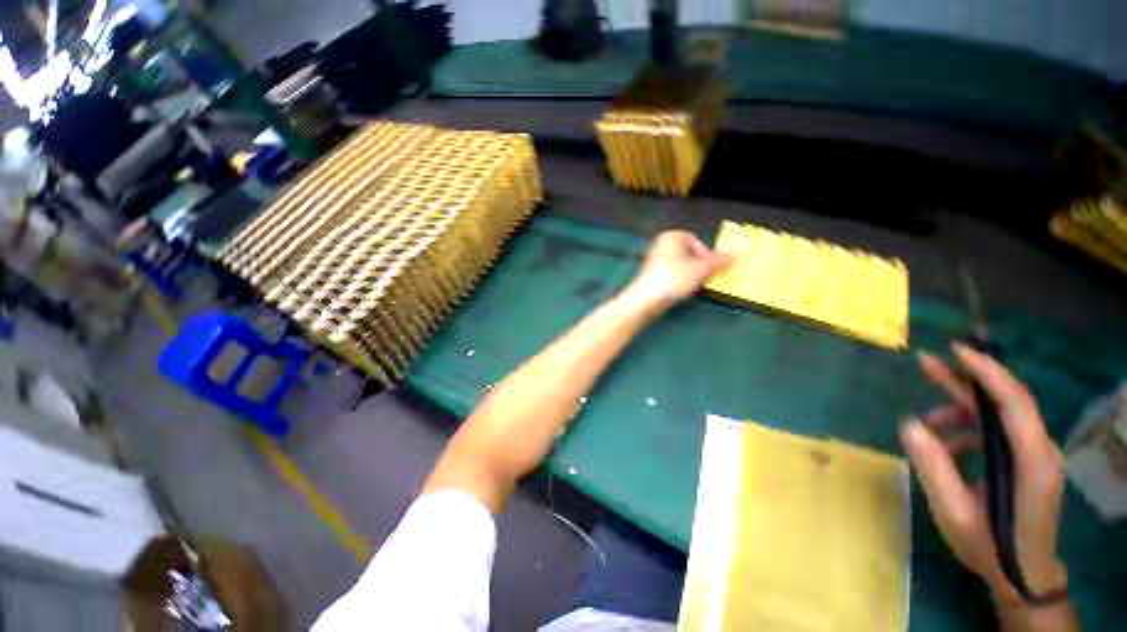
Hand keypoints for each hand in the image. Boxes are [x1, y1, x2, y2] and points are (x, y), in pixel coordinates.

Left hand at [625, 230, 733, 309]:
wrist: (647, 298)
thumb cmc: (675, 277)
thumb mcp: (702, 269)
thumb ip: (719, 262)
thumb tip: (736, 256)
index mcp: (672, 236)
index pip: (696, 240)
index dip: (706, 254)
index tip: (711, 268)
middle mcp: (661, 245)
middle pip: (688, 253)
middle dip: (699, 265)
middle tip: (705, 277)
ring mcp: (653, 261)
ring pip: (679, 265)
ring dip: (690, 274)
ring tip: (694, 286)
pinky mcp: (650, 276)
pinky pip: (670, 275)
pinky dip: (678, 281)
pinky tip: (681, 291)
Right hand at [899, 343, 1068, 603]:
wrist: (1022, 576)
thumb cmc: (990, 547)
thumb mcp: (954, 513)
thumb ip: (934, 467)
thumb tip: (909, 423)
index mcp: (1032, 462)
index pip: (1015, 403)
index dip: (987, 373)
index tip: (955, 351)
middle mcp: (1041, 451)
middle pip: (1007, 402)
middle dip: (967, 381)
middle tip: (927, 363)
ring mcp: (1036, 456)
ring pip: (999, 416)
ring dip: (962, 411)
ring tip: (928, 422)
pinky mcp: (1028, 462)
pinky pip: (996, 433)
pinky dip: (968, 431)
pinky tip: (945, 447)